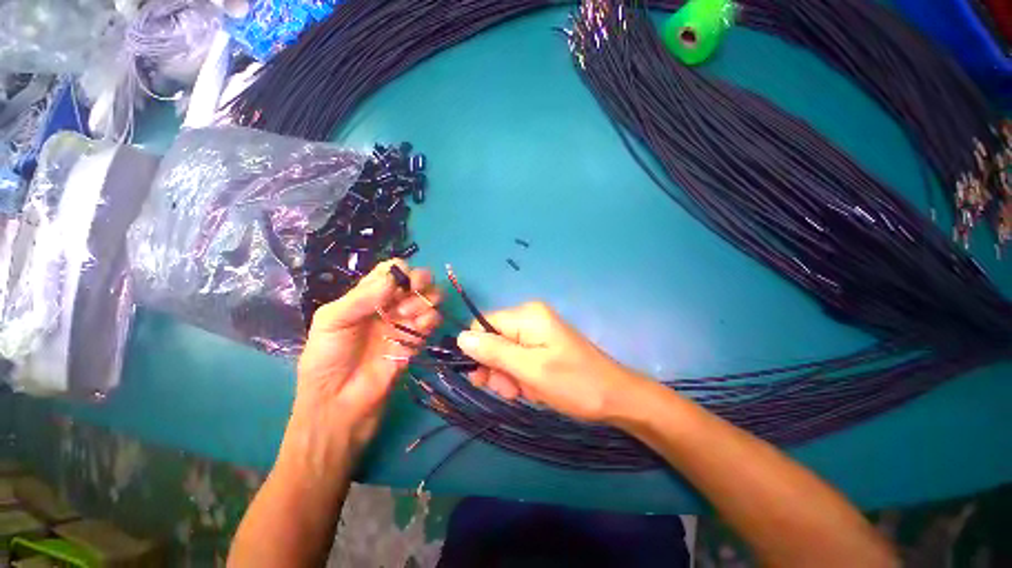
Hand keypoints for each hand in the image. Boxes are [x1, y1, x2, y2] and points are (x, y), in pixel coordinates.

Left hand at [296, 259, 441, 449]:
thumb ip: (360, 297)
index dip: (400, 271)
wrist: (340, 403)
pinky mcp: (418, 339)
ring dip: (426, 299)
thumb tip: (394, 278)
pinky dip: (433, 317)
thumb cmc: (327, 359)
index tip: (400, 282)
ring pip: (429, 298)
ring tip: (408, 315)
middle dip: (421, 280)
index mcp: (366, 296)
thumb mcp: (331, 321)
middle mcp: (389, 304)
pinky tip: (422, 326)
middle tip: (415, 290)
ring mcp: (405, 322)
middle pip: (415, 281)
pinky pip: (434, 320)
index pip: (390, 271)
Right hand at [456, 301, 650, 422]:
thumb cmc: (574, 383)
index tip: (486, 378)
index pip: (482, 325)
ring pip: (503, 352)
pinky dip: (519, 375)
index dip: (479, 351)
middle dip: (496, 367)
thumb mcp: (530, 370)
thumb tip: (460, 337)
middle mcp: (529, 317)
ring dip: (507, 375)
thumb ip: (494, 352)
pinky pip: (518, 358)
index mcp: (526, 315)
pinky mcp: (542, 344)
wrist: (615, 397)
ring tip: (524, 392)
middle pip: (493, 339)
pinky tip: (532, 389)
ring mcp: (537, 331)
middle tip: (511, 390)